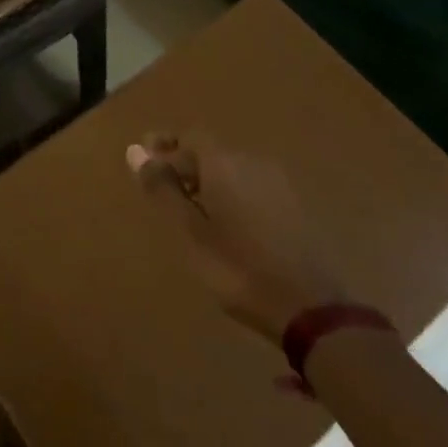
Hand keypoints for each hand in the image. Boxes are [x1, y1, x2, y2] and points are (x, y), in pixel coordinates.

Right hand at [127, 132, 345, 343]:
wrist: (311, 309)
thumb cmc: (238, 268)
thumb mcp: (189, 232)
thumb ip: (162, 189)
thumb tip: (135, 150)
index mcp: (223, 162)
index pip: (188, 138)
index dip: (165, 147)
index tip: (146, 163)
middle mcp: (252, 161)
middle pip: (211, 151)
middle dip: (185, 165)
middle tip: (166, 193)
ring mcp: (278, 183)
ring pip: (233, 170)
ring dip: (210, 181)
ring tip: (193, 212)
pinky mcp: (295, 207)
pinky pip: (253, 187)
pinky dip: (233, 196)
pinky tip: (229, 225)